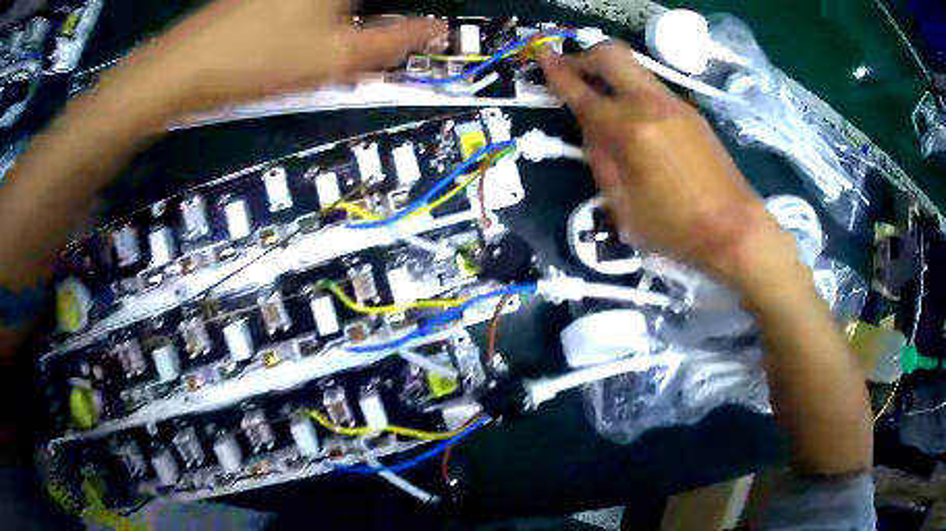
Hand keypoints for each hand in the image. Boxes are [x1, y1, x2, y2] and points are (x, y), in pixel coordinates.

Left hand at [110, 0, 445, 114]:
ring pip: (335, 5)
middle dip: (375, 17)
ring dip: (350, 17)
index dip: (406, 14)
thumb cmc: (259, 61)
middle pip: (363, 3)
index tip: (416, 30)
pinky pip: (310, 5)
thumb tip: (436, 30)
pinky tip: (303, 37)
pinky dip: (322, 16)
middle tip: (374, 43)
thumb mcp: (335, 59)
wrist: (182, 69)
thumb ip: (394, 42)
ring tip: (330, 47)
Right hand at [540, 42, 798, 290]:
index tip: (544, 59)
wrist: (736, 229)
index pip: (583, 92)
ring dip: (610, 72)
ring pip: (634, 68)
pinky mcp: (692, 113)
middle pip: (612, 56)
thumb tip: (594, 135)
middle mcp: (651, 105)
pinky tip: (633, 116)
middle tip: (571, 71)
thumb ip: (603, 164)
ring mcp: (676, 105)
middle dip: (585, 57)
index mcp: (630, 131)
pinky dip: (632, 89)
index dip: (558, 73)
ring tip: (600, 95)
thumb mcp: (624, 209)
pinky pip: (652, 87)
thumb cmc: (677, 229)